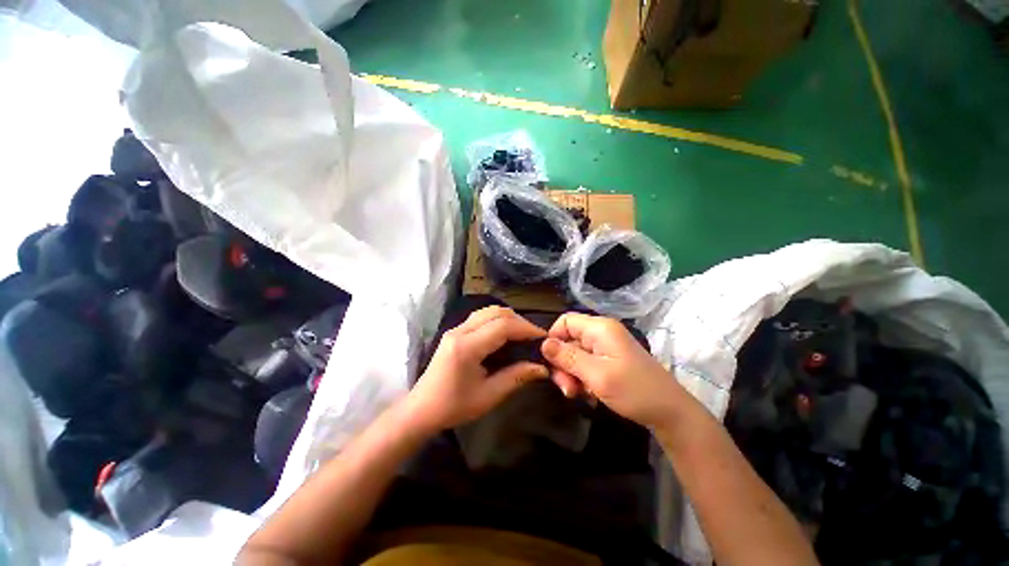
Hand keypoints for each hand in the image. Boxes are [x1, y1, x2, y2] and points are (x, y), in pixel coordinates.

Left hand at [407, 306, 548, 431]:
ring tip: (522, 335)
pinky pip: (481, 317)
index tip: (542, 337)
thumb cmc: (453, 407)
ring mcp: (455, 329)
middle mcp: (460, 331)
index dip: (526, 328)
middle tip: (533, 337)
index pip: (502, 326)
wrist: (421, 409)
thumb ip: (516, 377)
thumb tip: (542, 368)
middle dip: (519, 320)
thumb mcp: (488, 396)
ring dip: (508, 318)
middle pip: (496, 312)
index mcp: (466, 347)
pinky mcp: (454, 331)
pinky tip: (505, 335)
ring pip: (488, 311)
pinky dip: (497, 320)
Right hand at [541, 312, 683, 428]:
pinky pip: (587, 364)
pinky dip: (583, 378)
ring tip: (577, 394)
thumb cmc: (634, 391)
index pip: (565, 321)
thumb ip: (567, 357)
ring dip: (572, 374)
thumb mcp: (597, 375)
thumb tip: (543, 344)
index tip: (551, 363)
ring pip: (575, 354)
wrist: (671, 413)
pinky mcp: (610, 360)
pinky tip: (589, 394)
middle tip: (566, 388)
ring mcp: (607, 347)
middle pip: (569, 340)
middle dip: (563, 363)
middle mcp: (601, 333)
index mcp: (600, 328)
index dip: (553, 339)